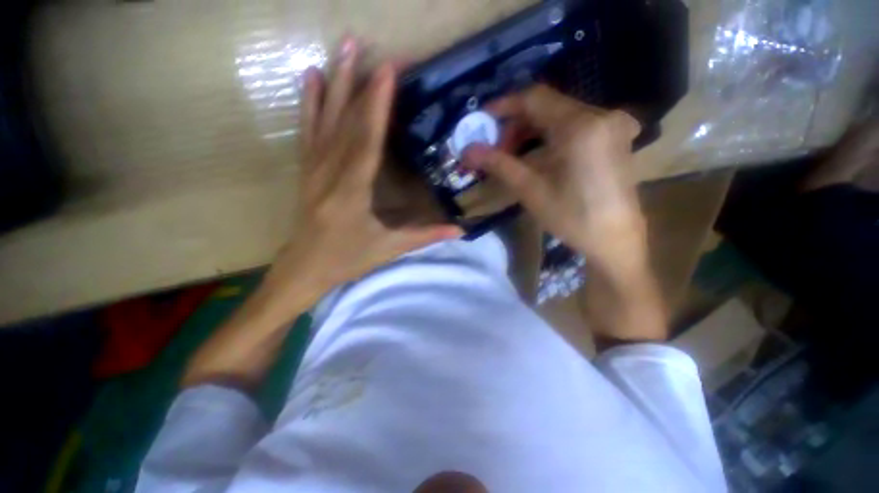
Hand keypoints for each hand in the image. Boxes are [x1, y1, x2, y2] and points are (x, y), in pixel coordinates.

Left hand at [262, 39, 462, 310]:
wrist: (304, 269)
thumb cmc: (347, 260)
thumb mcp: (388, 249)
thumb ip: (425, 236)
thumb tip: (460, 231)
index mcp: (352, 192)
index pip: (367, 140)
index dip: (377, 105)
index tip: (387, 70)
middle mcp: (329, 174)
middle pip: (345, 122)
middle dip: (359, 83)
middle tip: (365, 45)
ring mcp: (313, 169)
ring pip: (324, 120)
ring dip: (334, 83)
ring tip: (342, 48)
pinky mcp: (306, 171)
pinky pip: (308, 132)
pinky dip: (310, 103)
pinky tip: (312, 79)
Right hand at [462, 85, 646, 272]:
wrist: (614, 240)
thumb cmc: (571, 217)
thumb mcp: (530, 190)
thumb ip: (498, 164)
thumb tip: (467, 150)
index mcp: (581, 126)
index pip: (535, 98)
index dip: (504, 105)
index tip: (482, 120)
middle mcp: (601, 115)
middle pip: (548, 106)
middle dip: (516, 124)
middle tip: (496, 148)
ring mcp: (612, 125)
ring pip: (561, 116)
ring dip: (532, 131)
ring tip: (513, 155)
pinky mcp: (615, 138)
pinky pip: (575, 125)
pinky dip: (551, 135)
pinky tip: (539, 155)